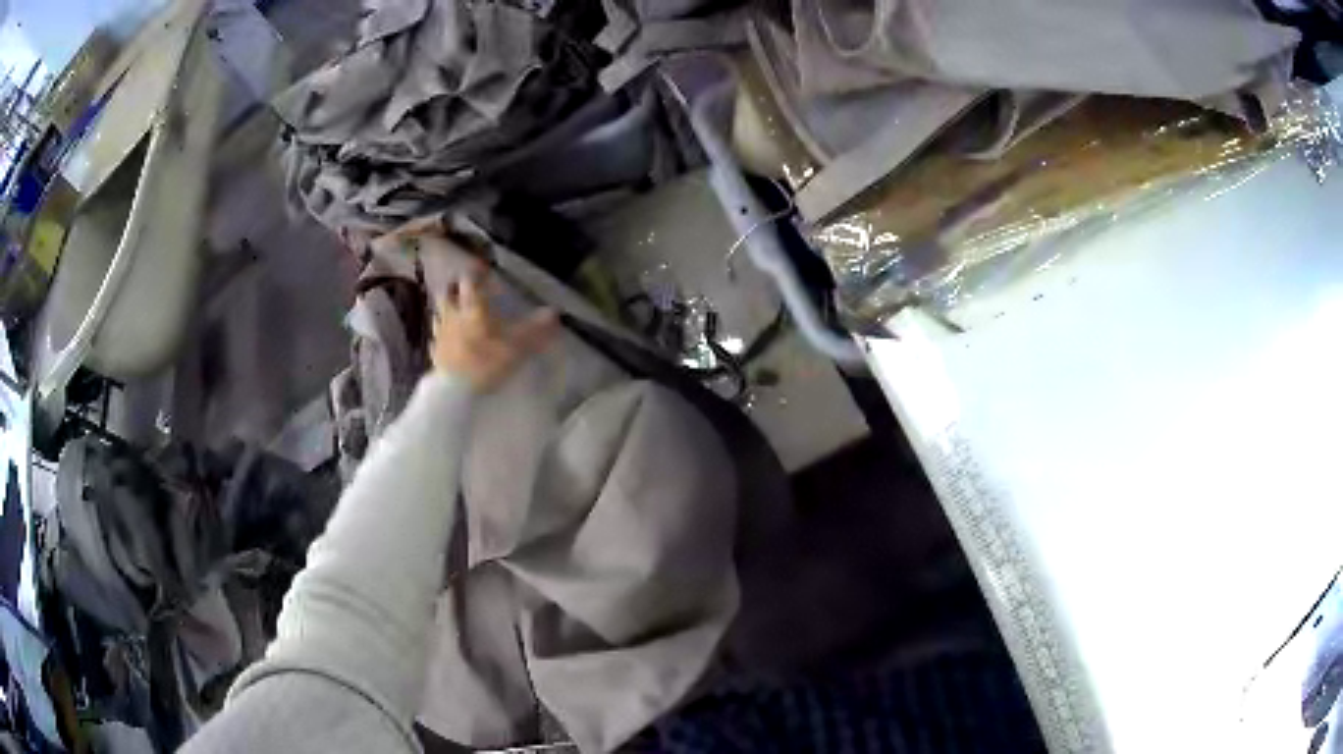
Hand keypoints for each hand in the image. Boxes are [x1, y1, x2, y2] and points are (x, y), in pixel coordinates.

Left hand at [431, 268, 559, 392]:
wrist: (455, 391)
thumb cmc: (486, 362)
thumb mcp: (517, 347)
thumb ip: (534, 329)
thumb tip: (554, 312)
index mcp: (473, 308)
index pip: (470, 281)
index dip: (476, 272)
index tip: (482, 269)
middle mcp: (453, 314)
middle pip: (448, 293)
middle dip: (456, 288)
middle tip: (465, 289)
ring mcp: (440, 333)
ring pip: (439, 313)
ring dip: (446, 309)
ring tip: (455, 312)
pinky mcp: (435, 352)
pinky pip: (435, 337)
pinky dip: (441, 334)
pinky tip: (446, 340)